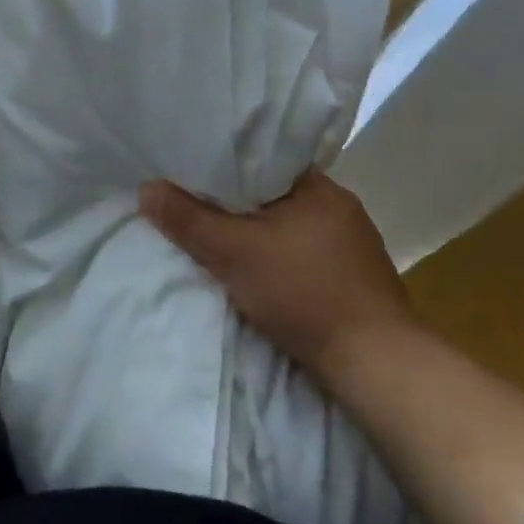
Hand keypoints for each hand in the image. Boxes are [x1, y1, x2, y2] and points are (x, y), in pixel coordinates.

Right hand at [139, 171, 414, 373]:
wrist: (376, 364)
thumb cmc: (304, 293)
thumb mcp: (234, 253)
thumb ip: (189, 220)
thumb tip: (147, 188)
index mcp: (319, 187)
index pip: (262, 160)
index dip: (224, 164)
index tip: (191, 170)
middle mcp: (339, 206)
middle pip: (272, 194)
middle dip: (236, 202)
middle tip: (194, 203)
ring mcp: (351, 243)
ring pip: (287, 225)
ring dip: (257, 232)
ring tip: (218, 234)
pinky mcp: (353, 277)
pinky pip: (302, 251)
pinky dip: (276, 255)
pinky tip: (256, 268)